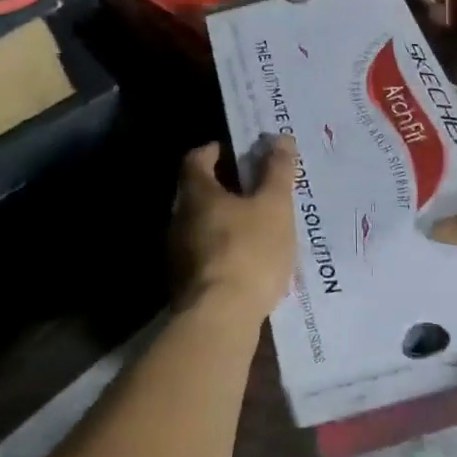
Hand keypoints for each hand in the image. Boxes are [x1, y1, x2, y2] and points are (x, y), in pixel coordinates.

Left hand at [170, 136, 299, 324]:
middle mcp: (178, 218)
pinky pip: (203, 253)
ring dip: (224, 220)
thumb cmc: (249, 251)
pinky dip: (222, 248)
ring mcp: (176, 253)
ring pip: (200, 225)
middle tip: (256, 189)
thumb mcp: (274, 206)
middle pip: (197, 192)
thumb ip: (278, 171)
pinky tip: (246, 260)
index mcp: (196, 193)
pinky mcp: (183, 283)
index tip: (239, 152)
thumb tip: (280, 138)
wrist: (221, 318)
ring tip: (256, 226)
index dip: (216, 150)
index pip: (197, 158)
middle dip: (224, 187)